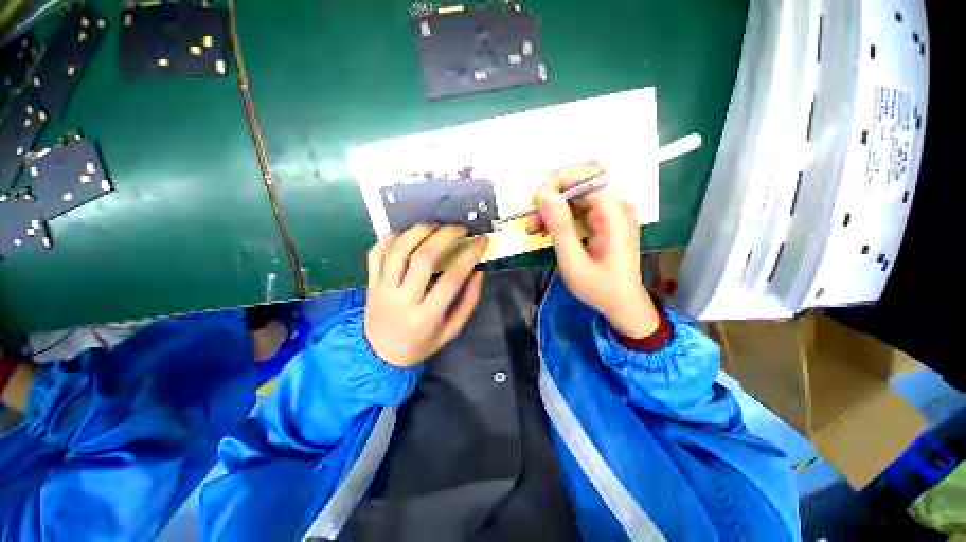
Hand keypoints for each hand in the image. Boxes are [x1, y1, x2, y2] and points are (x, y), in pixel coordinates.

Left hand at [364, 225, 488, 366]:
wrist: (380, 355)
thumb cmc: (422, 343)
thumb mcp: (452, 330)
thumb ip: (468, 301)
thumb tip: (478, 270)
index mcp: (426, 316)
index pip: (452, 278)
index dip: (470, 255)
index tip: (481, 240)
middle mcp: (402, 299)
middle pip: (423, 257)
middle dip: (445, 235)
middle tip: (460, 228)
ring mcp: (382, 288)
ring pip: (398, 250)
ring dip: (419, 231)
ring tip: (436, 227)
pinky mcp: (370, 282)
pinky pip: (377, 252)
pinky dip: (392, 237)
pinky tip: (408, 235)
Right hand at [525, 163, 659, 338]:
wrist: (622, 305)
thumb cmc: (600, 288)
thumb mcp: (574, 262)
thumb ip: (560, 228)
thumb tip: (544, 195)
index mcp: (615, 214)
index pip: (588, 176)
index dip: (559, 181)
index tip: (536, 203)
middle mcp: (615, 207)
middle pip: (580, 184)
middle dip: (551, 198)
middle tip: (530, 221)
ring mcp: (610, 214)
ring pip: (575, 197)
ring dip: (552, 209)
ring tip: (533, 229)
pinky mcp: (603, 222)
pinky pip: (578, 209)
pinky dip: (559, 217)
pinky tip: (545, 231)